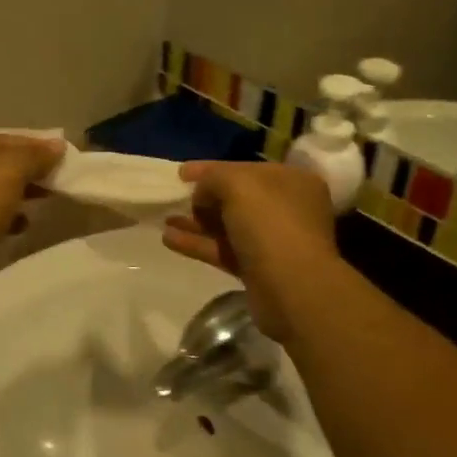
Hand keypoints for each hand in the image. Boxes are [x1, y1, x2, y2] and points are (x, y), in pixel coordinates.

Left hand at [0, 131, 64, 281]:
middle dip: (24, 173)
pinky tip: (21, 226)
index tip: (59, 157)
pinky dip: (2, 219)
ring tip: (42, 202)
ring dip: (15, 196)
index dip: (31, 145)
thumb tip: (57, 147)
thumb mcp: (11, 168)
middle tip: (54, 181)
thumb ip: (36, 155)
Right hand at [162, 161, 337, 341]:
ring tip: (164, 220)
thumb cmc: (269, 224)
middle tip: (174, 198)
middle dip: (204, 198)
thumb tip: (202, 193)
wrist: (292, 288)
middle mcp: (286, 209)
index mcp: (292, 181)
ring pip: (228, 226)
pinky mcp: (257, 270)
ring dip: (197, 222)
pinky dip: (198, 244)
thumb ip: (213, 178)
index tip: (181, 173)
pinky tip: (168, 239)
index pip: (246, 168)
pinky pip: (223, 250)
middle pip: (238, 198)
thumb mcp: (237, 184)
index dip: (212, 169)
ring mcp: (272, 242)